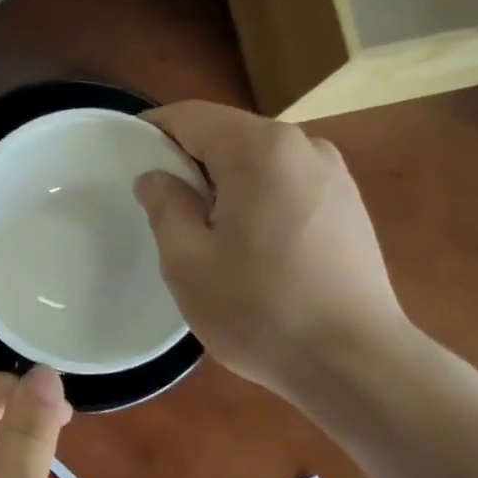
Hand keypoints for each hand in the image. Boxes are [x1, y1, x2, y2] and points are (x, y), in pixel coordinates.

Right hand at [133, 101, 404, 397]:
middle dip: (187, 162)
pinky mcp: (348, 205)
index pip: (191, 116)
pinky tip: (248, 246)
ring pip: (257, 162)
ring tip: (203, 233)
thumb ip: (165, 206)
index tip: (122, 158)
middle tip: (158, 207)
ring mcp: (333, 174)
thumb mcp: (188, 262)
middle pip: (227, 135)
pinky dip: (255, 199)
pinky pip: (284, 184)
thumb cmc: (259, 309)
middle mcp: (303, 145)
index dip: (151, 131)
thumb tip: (155, 177)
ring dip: (222, 184)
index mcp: (260, 149)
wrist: (354, 361)